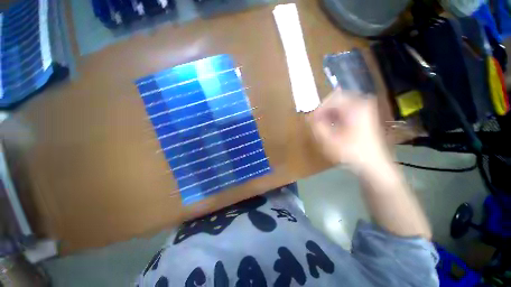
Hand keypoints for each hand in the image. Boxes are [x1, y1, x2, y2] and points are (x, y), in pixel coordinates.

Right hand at [309, 89, 389, 171]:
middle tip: (317, 123)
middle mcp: (362, 103)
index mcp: (355, 106)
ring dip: (329, 115)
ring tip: (323, 127)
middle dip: (324, 111)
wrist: (373, 165)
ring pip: (340, 105)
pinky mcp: (365, 116)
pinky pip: (346, 111)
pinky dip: (337, 117)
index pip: (331, 98)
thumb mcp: (328, 139)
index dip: (319, 108)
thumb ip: (316, 125)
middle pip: (336, 100)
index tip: (312, 120)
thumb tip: (309, 116)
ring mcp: (365, 109)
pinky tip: (333, 128)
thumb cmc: (350, 152)